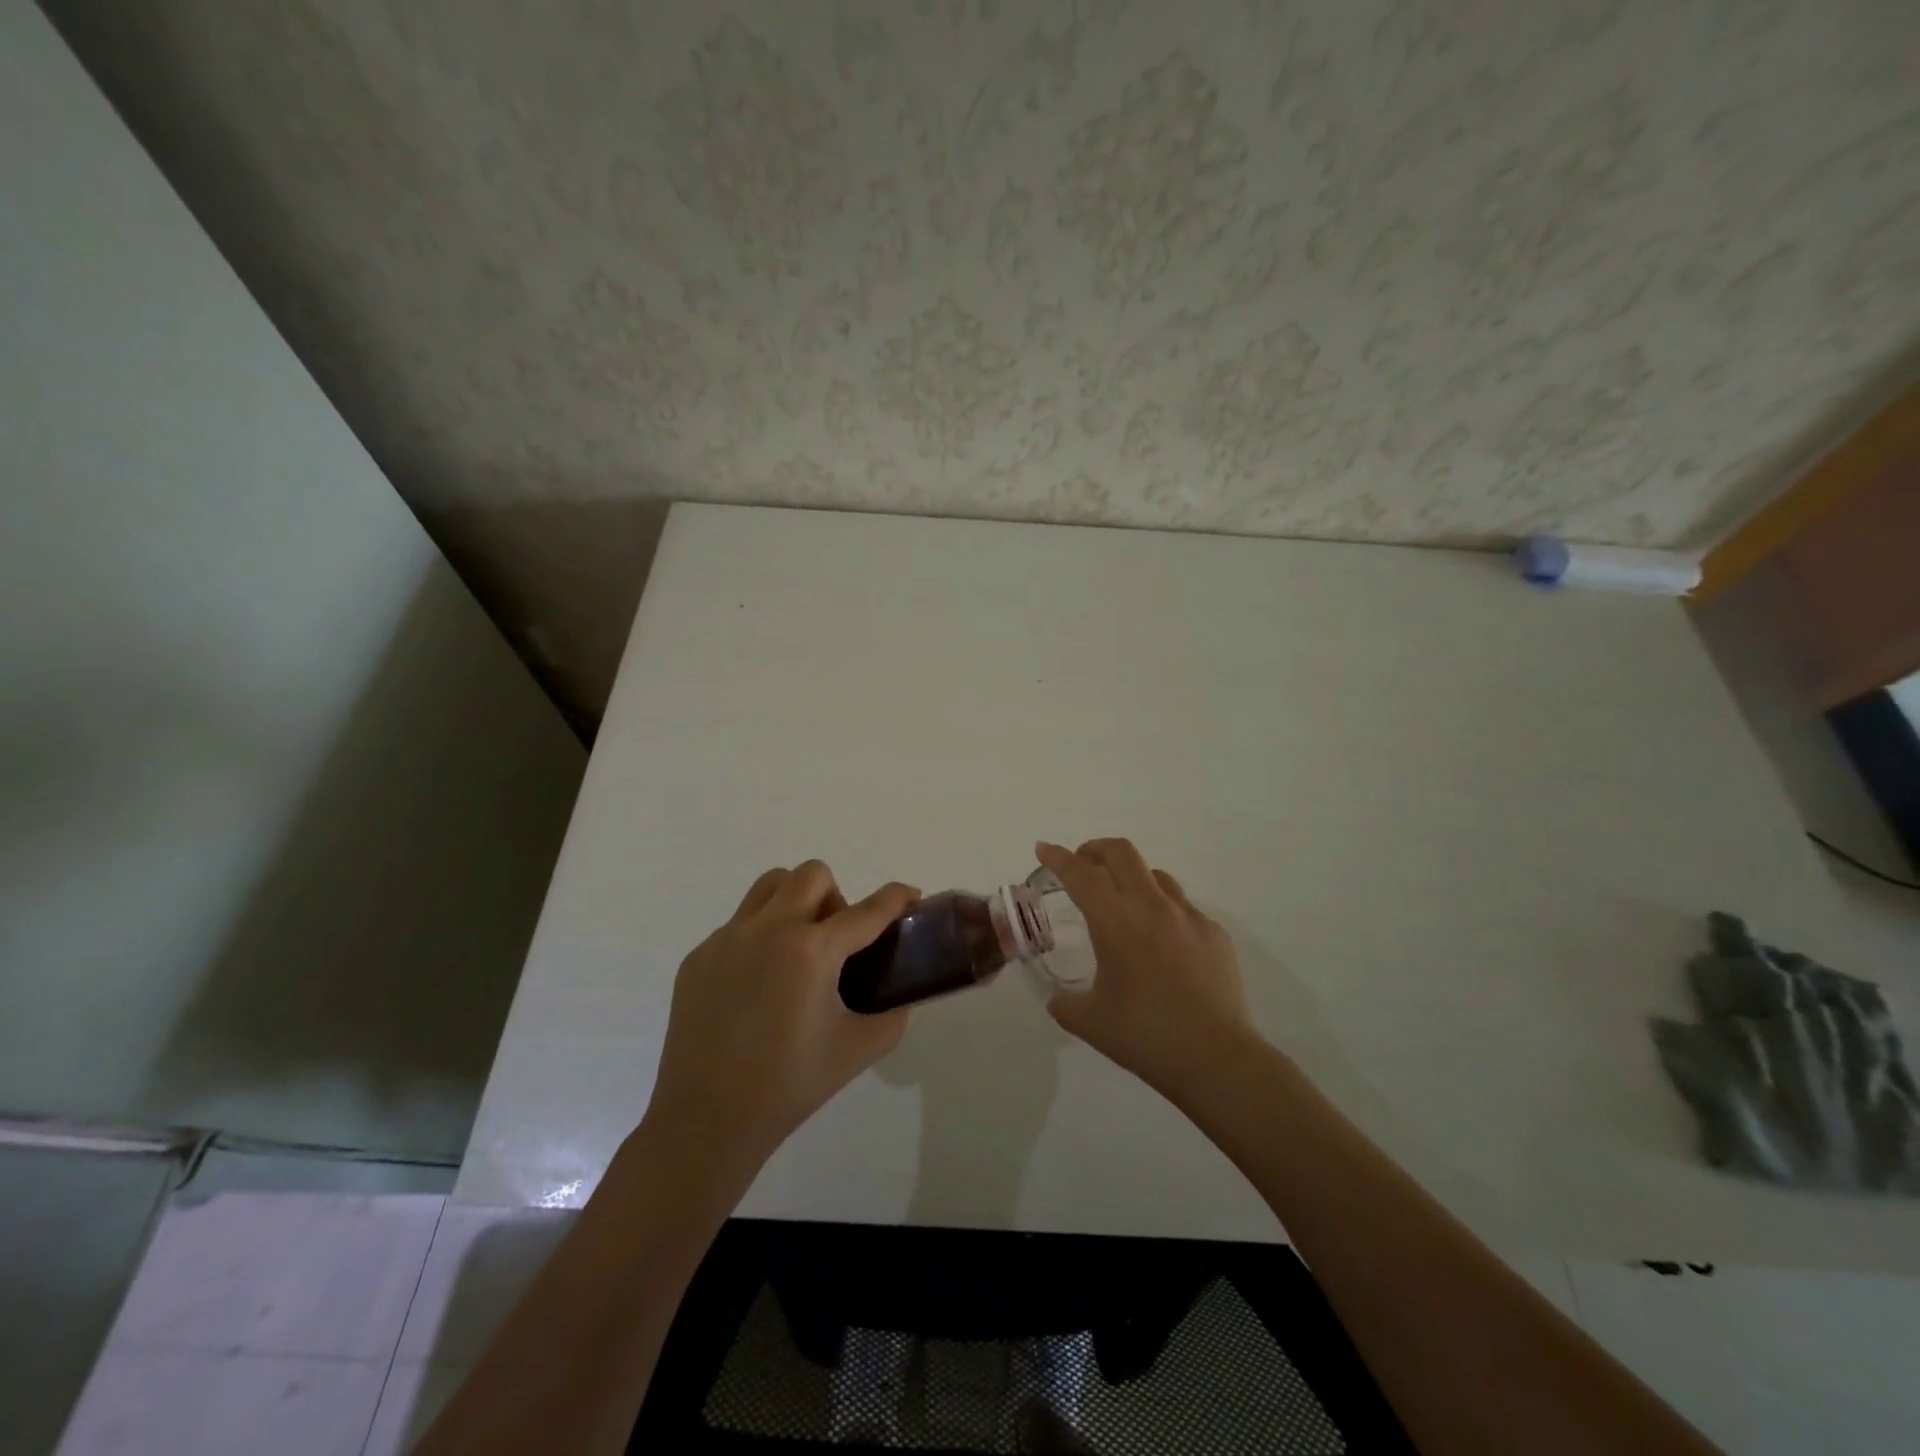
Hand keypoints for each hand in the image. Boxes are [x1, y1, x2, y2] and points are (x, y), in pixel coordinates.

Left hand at [645, 862, 918, 1177]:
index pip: (867, 911)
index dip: (897, 898)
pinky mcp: (699, 956)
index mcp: (812, 952)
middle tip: (838, 940)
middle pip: (813, 875)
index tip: (911, 896)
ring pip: (770, 886)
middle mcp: (768, 930)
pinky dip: (761, 937)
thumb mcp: (858, 1050)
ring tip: (798, 949)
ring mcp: (727, 939)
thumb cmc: (789, 1086)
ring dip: (796, 901)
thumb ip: (891, 1015)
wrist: (706, 1121)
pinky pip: (740, 924)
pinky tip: (758, 986)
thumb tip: (899, 996)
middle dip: (838, 896)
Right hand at [1036, 838, 1253, 1094]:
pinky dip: (1163, 911)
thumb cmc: (1145, 1036)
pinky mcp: (1214, 933)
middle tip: (1082, 864)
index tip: (1043, 848)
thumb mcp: (1089, 1022)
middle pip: (1122, 853)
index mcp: (1115, 921)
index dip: (1058, 857)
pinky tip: (1162, 945)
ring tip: (1123, 904)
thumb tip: (1058, 1000)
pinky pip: (1182, 908)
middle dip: (1095, 849)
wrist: (1216, 1058)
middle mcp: (1152, 906)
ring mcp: (1188, 916)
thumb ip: (1065, 1004)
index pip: (1080, 874)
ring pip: (1155, 875)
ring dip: (1131, 878)